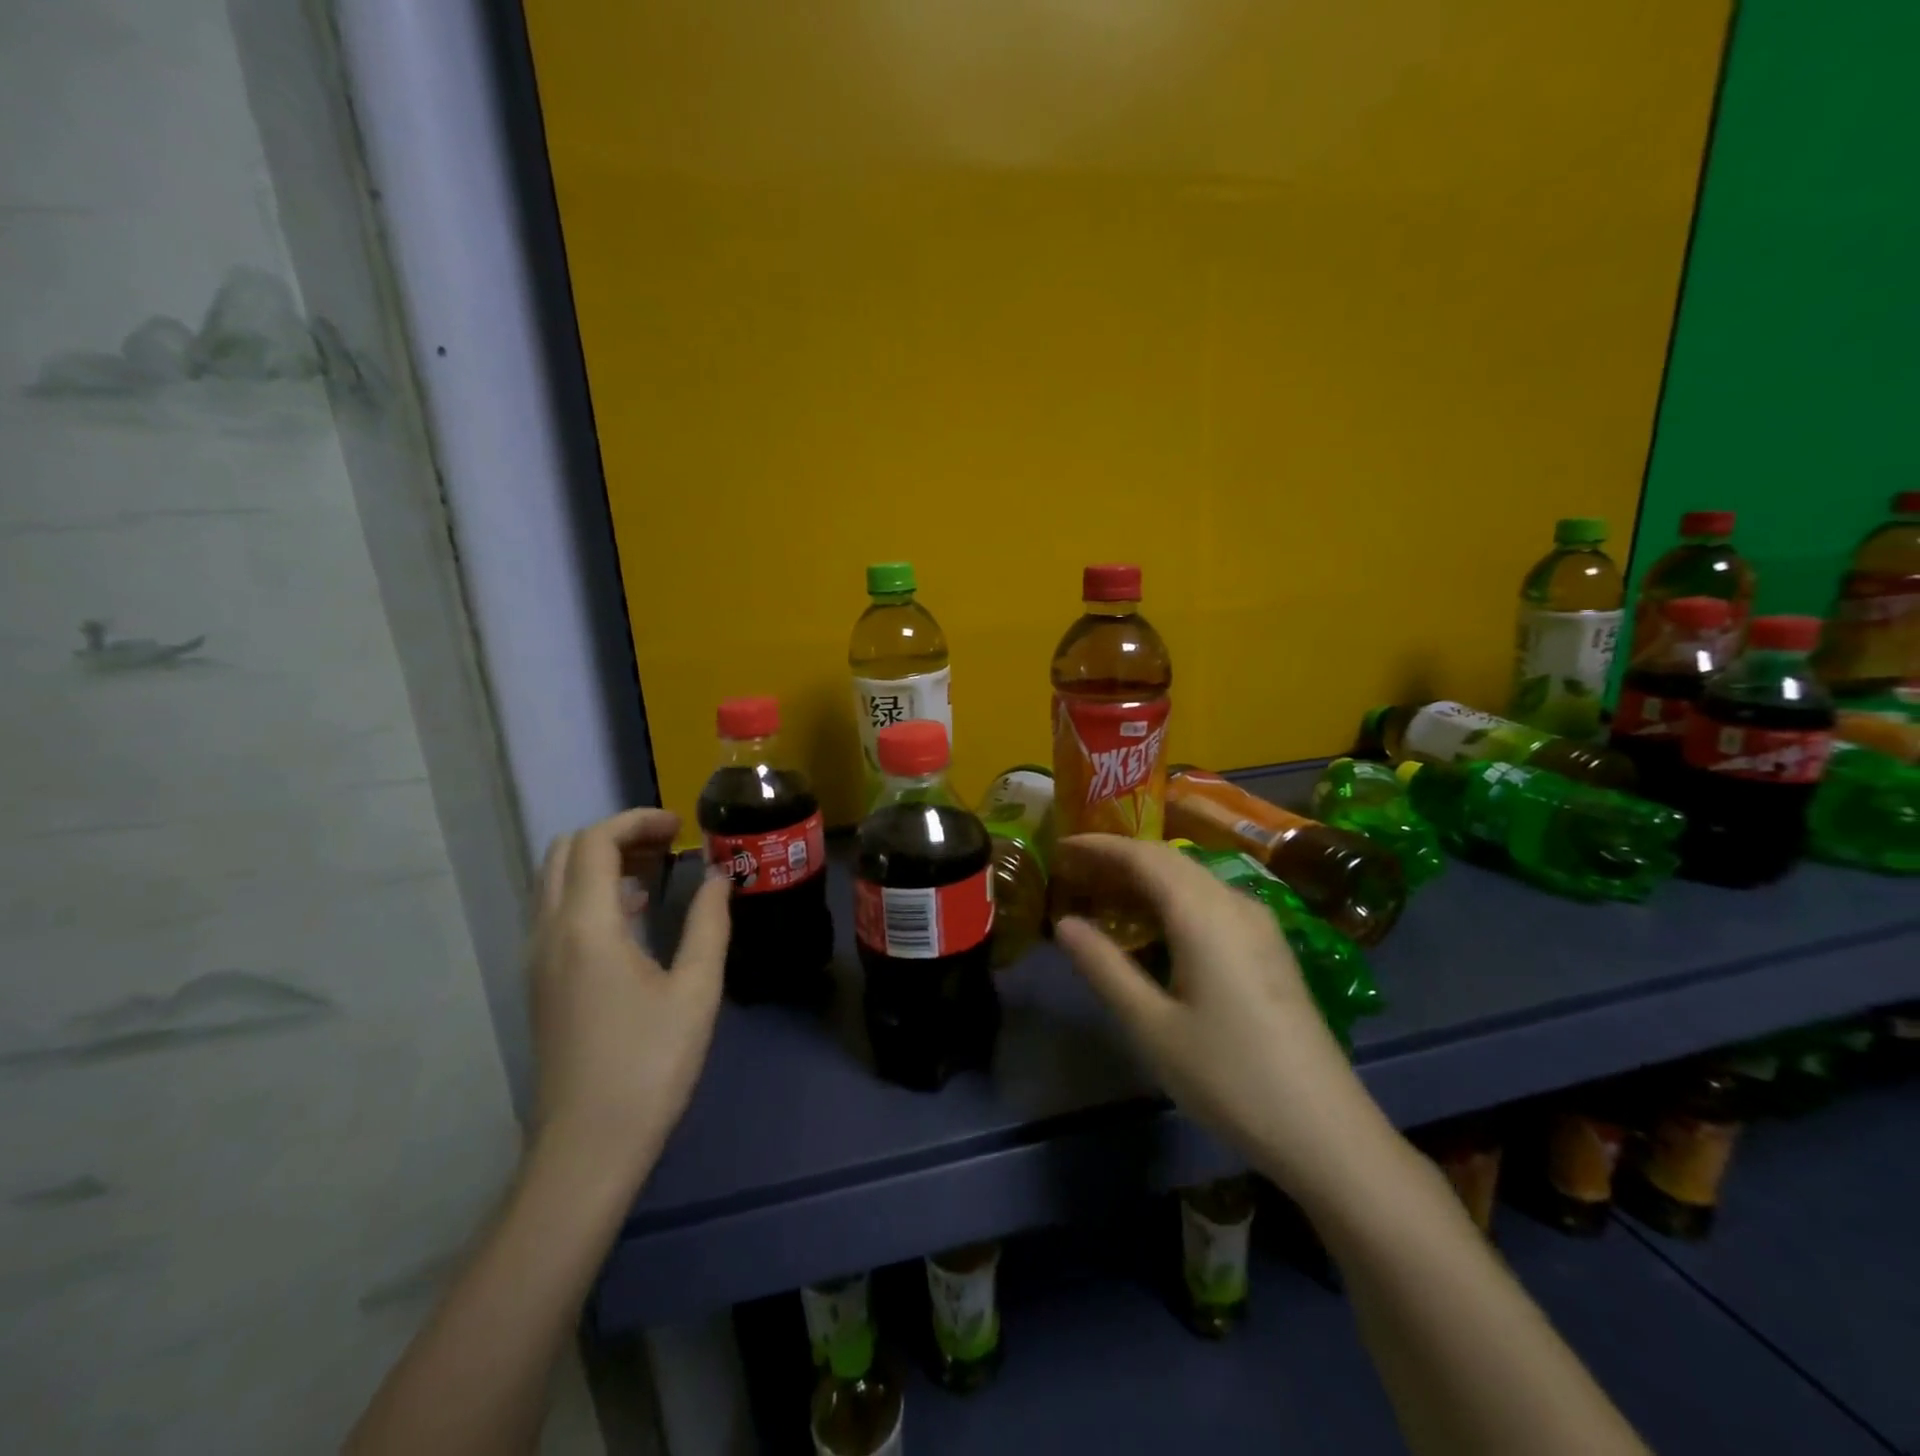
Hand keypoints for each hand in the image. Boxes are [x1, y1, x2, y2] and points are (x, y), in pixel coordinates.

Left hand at [528, 807, 730, 1179]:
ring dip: (601, 862)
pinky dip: (592, 893)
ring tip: (656, 872)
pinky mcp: (540, 983)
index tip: (682, 826)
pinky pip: (557, 913)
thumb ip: (708, 922)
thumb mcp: (696, 989)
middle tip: (668, 845)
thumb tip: (719, 877)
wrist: (587, 1147)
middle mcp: (549, 933)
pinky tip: (634, 915)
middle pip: (566, 852)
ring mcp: (537, 960)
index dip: (637, 820)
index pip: (596, 842)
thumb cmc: (649, 1064)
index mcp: (586, 927)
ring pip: (556, 882)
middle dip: (616, 835)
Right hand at [1053, 835, 1390, 1204]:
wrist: (1325, 1130)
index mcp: (1204, 913)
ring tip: (1104, 893)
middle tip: (1074, 870)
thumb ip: (1104, 966)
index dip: (1100, 845)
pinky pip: (1211, 900)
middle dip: (1120, 857)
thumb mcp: (1151, 1026)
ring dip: (1147, 876)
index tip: (1061, 845)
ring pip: (1193, 878)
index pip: (1143, 855)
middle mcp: (1234, 903)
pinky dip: (1173, 897)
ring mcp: (1259, 923)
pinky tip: (1155, 925)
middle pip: (1170, 859)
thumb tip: (1064, 922)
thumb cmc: (1228, 1076)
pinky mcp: (1270, 947)